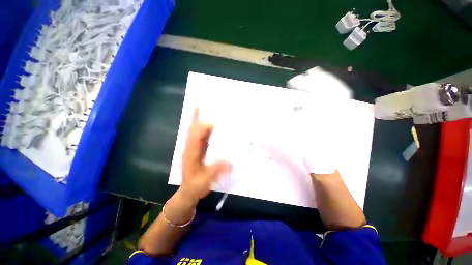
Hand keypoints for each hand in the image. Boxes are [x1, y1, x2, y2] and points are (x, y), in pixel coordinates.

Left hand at [179, 108, 230, 202]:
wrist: (189, 192)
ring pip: (197, 131)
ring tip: (207, 110)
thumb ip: (215, 171)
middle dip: (198, 117)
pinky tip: (212, 126)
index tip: (215, 122)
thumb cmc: (195, 186)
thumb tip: (228, 161)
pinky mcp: (199, 150)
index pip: (195, 136)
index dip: (203, 127)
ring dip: (200, 121)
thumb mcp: (204, 181)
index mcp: (191, 153)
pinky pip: (202, 137)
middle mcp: (191, 147)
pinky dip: (205, 129)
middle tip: (205, 106)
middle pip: (194, 129)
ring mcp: (194, 148)